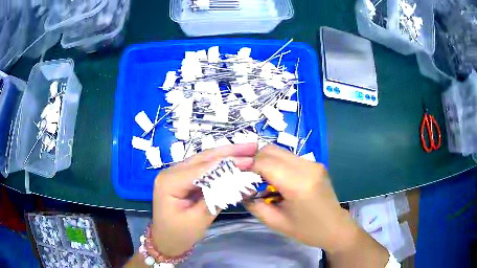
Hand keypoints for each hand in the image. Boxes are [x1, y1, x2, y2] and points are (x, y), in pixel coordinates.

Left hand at [151, 143, 257, 256]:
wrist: (166, 241)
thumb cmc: (179, 234)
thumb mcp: (198, 220)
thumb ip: (217, 198)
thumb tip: (239, 182)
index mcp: (170, 182)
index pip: (202, 168)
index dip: (228, 162)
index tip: (251, 159)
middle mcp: (171, 172)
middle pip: (203, 158)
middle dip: (229, 151)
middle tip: (252, 146)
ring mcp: (176, 173)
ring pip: (204, 160)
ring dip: (226, 155)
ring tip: (247, 149)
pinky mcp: (183, 178)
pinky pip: (203, 168)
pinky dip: (220, 165)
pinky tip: (234, 161)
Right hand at [245, 145, 358, 252]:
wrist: (335, 228)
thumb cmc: (306, 230)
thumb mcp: (275, 222)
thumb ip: (254, 204)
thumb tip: (241, 189)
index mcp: (298, 184)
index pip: (264, 162)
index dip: (246, 164)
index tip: (233, 171)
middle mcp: (307, 167)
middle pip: (271, 150)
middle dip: (253, 159)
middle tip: (242, 173)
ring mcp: (313, 163)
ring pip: (280, 151)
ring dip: (264, 160)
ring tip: (256, 176)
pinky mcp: (315, 164)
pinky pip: (289, 157)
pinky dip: (276, 163)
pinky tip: (273, 178)